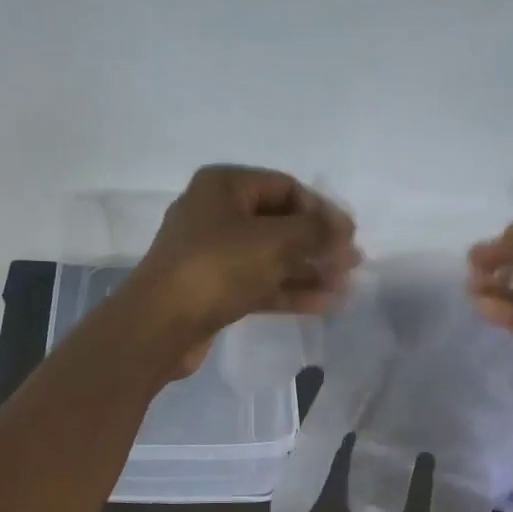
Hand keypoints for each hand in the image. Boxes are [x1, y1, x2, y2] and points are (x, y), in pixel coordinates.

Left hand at [125, 165, 357, 375]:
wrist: (161, 324)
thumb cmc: (218, 268)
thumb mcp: (275, 242)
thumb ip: (316, 232)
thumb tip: (344, 232)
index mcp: (225, 186)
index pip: (286, 187)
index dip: (322, 209)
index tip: (349, 235)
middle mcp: (216, 213)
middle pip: (280, 223)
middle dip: (318, 243)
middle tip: (351, 263)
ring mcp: (213, 254)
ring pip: (271, 257)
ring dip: (308, 270)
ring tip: (344, 286)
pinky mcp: (213, 289)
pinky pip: (259, 283)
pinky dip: (289, 291)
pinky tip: (323, 304)